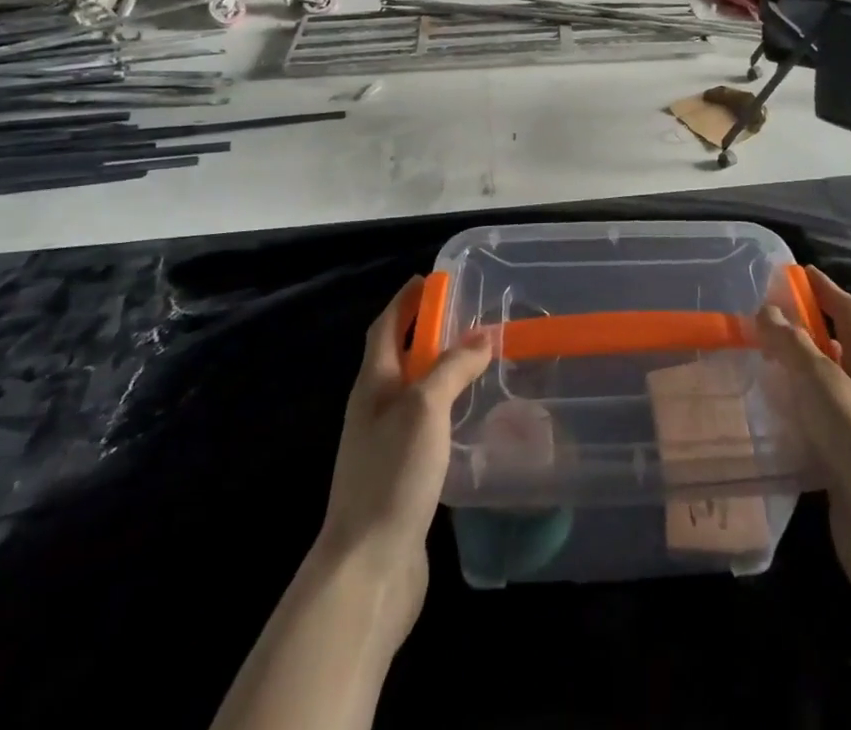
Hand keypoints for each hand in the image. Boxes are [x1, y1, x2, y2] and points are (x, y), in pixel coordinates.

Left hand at [316, 278, 492, 636]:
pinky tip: (469, 418)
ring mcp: (384, 445)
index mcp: (372, 385)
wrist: (367, 570)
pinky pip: (424, 426)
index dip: (405, 301)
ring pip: (412, 392)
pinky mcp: (400, 476)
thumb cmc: (392, 475)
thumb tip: (483, 335)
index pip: (385, 327)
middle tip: (466, 316)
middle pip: (397, 356)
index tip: (431, 279)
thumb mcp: (425, 408)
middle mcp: (373, 409)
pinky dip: (445, 408)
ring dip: (438, 370)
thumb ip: (453, 368)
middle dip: (425, 331)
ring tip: (475, 360)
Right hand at [756, 268, 850, 623]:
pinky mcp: (846, 463)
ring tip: (755, 364)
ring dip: (794, 373)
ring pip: (823, 388)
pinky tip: (766, 417)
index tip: (797, 272)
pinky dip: (793, 413)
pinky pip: (815, 425)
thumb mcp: (821, 380)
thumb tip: (768, 311)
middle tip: (763, 320)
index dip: (824, 288)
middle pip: (836, 347)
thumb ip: (792, 344)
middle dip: (804, 330)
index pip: (848, 310)